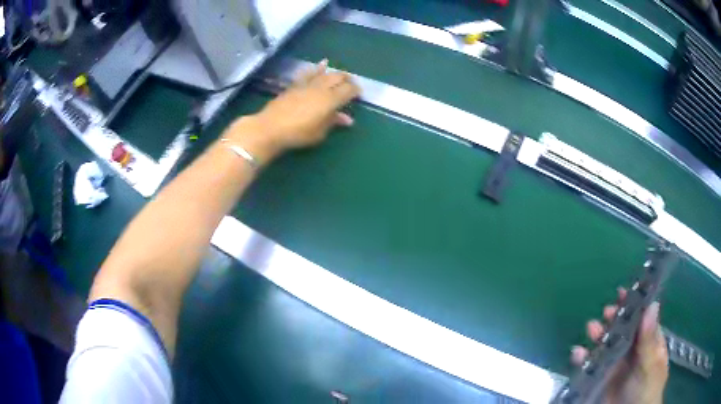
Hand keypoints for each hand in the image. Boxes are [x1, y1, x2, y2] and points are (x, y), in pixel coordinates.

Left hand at [228, 59, 359, 162]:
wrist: (270, 128)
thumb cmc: (298, 133)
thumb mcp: (319, 132)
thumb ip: (333, 122)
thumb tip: (347, 119)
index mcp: (330, 99)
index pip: (348, 90)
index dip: (356, 90)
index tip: (359, 93)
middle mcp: (321, 88)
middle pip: (339, 77)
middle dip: (348, 79)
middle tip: (352, 84)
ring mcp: (307, 84)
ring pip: (326, 73)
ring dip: (336, 73)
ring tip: (342, 75)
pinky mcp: (296, 85)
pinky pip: (309, 73)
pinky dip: (317, 68)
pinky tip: (323, 63)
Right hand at [571, 288, 667, 403]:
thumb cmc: (648, 390)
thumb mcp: (651, 366)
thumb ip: (650, 340)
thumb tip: (652, 304)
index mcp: (649, 342)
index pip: (642, 317)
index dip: (634, 304)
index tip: (623, 293)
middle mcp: (633, 350)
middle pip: (623, 328)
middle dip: (614, 318)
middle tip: (606, 312)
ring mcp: (617, 365)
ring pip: (607, 344)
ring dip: (598, 334)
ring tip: (591, 329)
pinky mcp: (602, 378)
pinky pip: (592, 365)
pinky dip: (583, 359)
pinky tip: (577, 353)